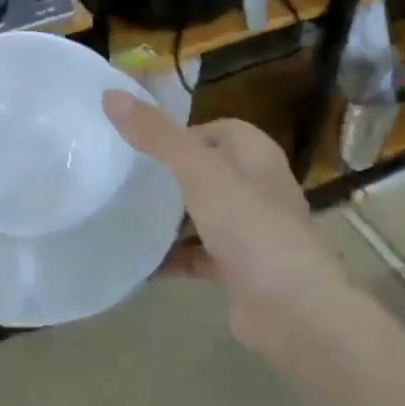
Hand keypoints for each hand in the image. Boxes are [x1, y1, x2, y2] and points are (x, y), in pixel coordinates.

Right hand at [103, 91, 348, 365]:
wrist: (293, 311)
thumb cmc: (250, 227)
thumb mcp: (197, 171)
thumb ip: (156, 135)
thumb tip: (111, 95)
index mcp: (256, 156)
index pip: (217, 129)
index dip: (181, 132)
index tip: (141, 144)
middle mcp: (257, 188)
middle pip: (206, 170)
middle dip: (168, 173)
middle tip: (124, 176)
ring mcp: (250, 231)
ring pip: (201, 213)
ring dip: (168, 215)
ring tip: (122, 212)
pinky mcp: (239, 270)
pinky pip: (197, 255)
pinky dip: (171, 257)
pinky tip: (138, 261)